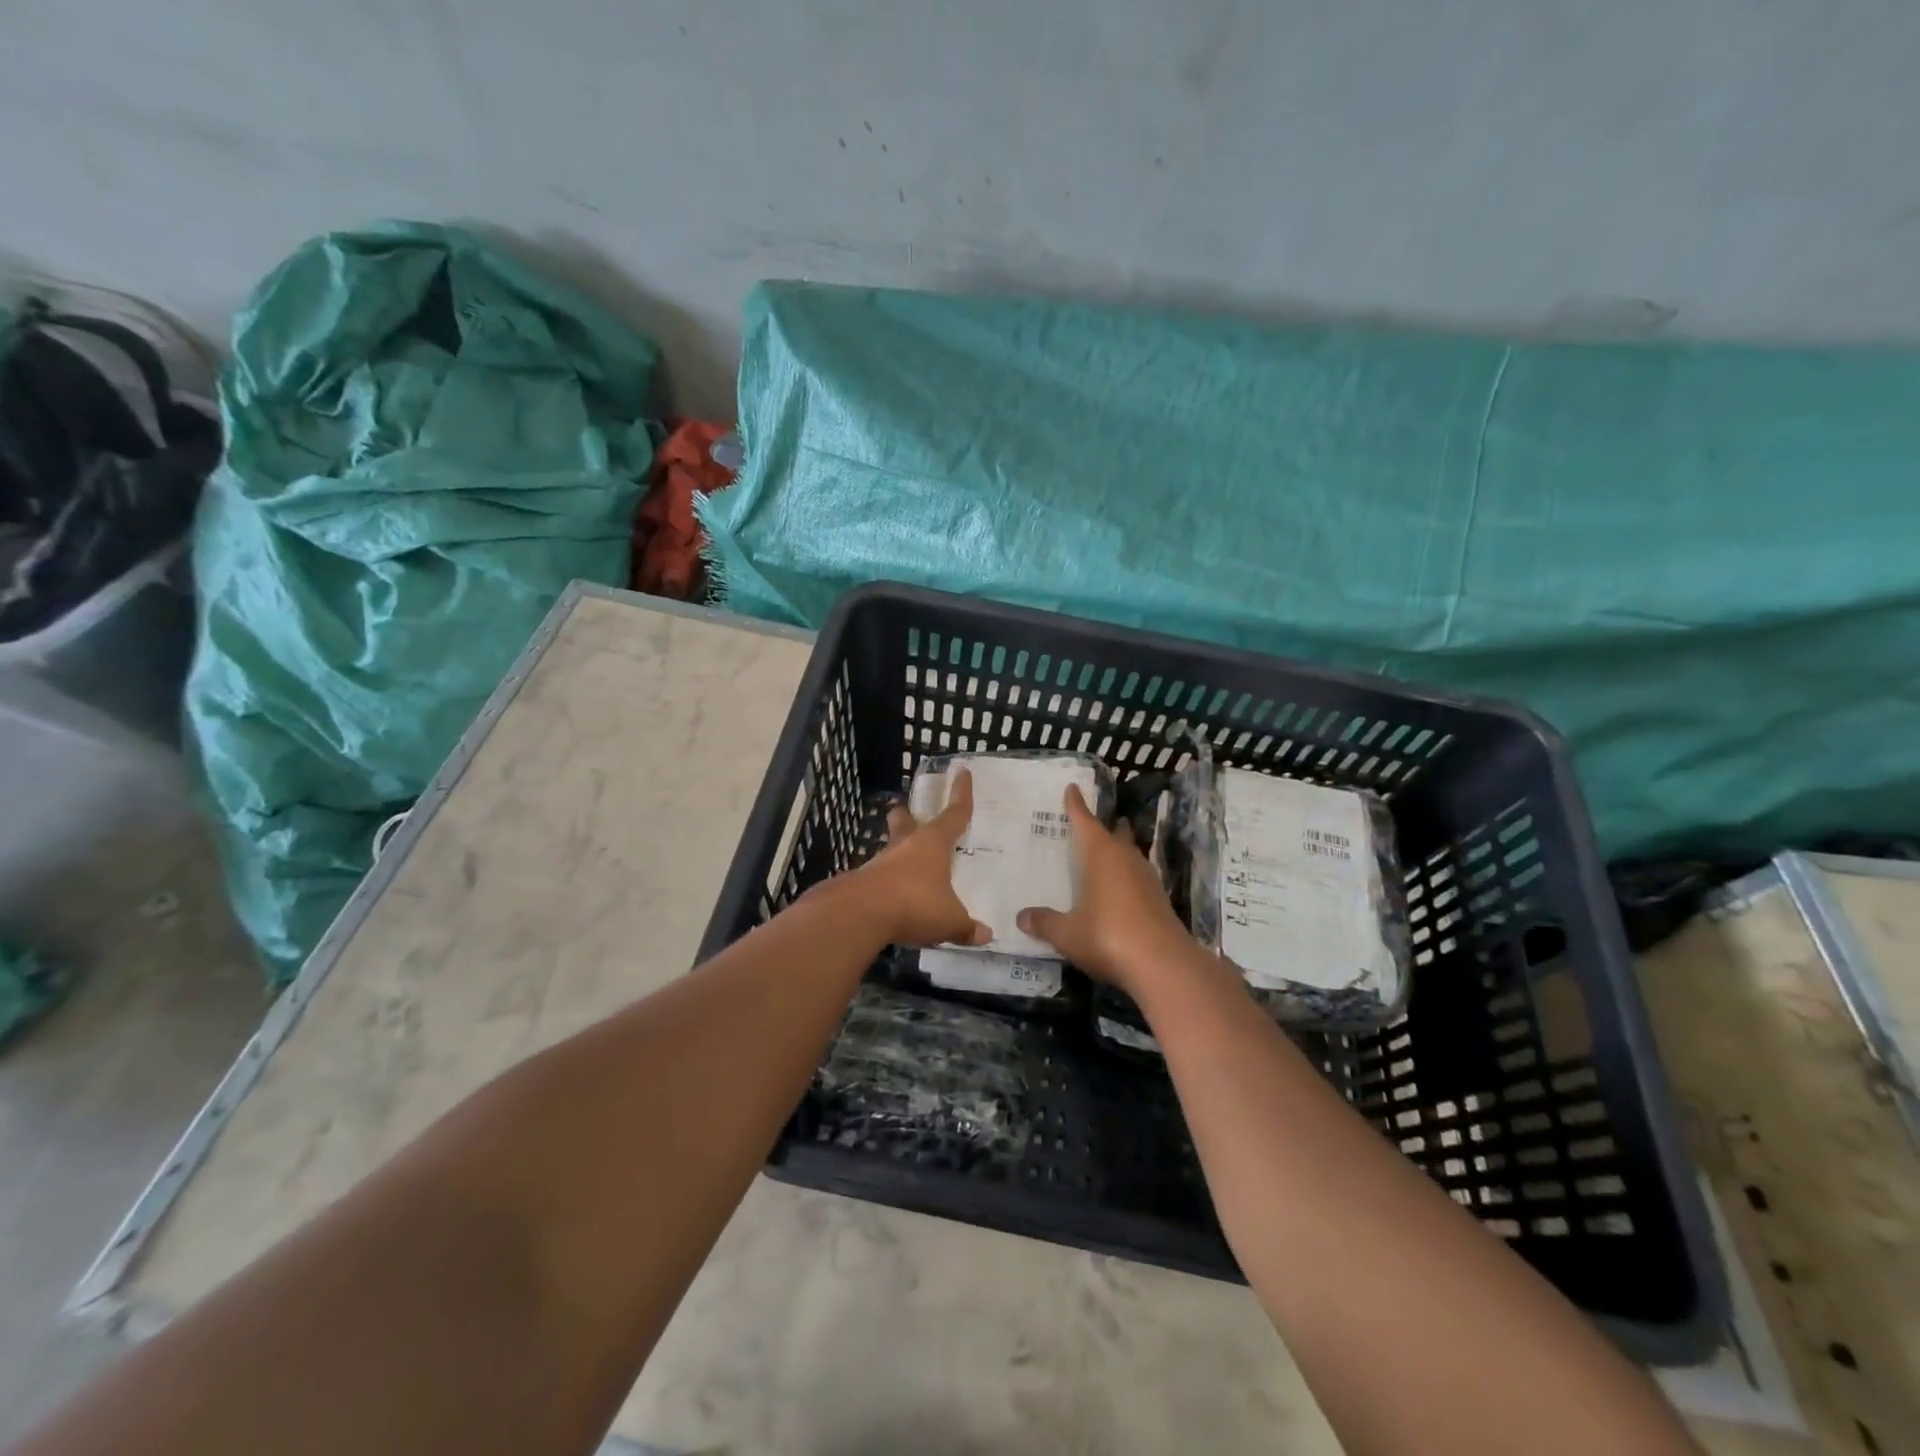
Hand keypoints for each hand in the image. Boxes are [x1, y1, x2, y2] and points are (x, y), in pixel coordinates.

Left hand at [847, 767, 992, 948]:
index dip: (961, 794)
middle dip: (907, 816)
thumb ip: (966, 927)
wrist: (859, 914)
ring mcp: (880, 863)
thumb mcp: (949, 920)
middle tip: (906, 812)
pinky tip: (893, 900)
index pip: (954, 814)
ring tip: (907, 868)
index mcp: (932, 844)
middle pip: (905, 822)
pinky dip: (888, 884)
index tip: (961, 771)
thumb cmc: (914, 904)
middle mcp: (905, 846)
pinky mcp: (862, 883)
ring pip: (891, 850)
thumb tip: (985, 935)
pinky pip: (880, 878)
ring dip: (897, 854)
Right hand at [1016, 784, 1193, 994]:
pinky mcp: (1159, 900)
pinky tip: (1118, 890)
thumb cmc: (1107, 936)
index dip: (1076, 805)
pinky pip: (1137, 877)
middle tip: (1090, 823)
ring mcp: (1146, 878)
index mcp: (1101, 855)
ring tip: (1104, 854)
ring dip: (1118, 850)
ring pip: (1129, 854)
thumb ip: (1045, 922)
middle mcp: (1125, 858)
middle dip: (1104, 826)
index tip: (1072, 788)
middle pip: (1114, 833)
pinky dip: (1126, 876)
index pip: (1085, 821)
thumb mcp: (1067, 933)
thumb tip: (1021, 917)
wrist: (1163, 965)